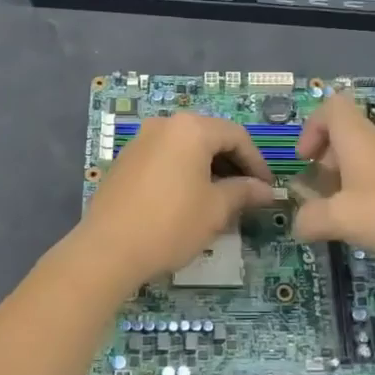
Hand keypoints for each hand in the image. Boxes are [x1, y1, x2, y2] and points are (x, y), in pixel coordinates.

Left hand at [78, 113, 276, 289]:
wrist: (107, 249)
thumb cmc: (170, 224)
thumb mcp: (215, 209)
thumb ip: (243, 192)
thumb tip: (266, 190)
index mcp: (190, 129)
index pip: (236, 135)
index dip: (256, 162)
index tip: (266, 189)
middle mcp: (164, 125)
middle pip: (209, 137)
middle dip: (232, 164)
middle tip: (246, 194)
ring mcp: (140, 141)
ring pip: (186, 148)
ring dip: (208, 169)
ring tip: (220, 201)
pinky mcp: (125, 161)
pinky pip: (165, 159)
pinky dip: (183, 173)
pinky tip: (188, 201)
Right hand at [292, 95, 374, 262]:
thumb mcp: (344, 220)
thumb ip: (312, 220)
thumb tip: (298, 223)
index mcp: (359, 139)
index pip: (331, 107)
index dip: (311, 127)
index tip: (305, 160)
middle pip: (348, 136)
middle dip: (328, 163)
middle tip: (322, 196)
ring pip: (369, 160)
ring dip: (351, 182)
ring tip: (348, 217)